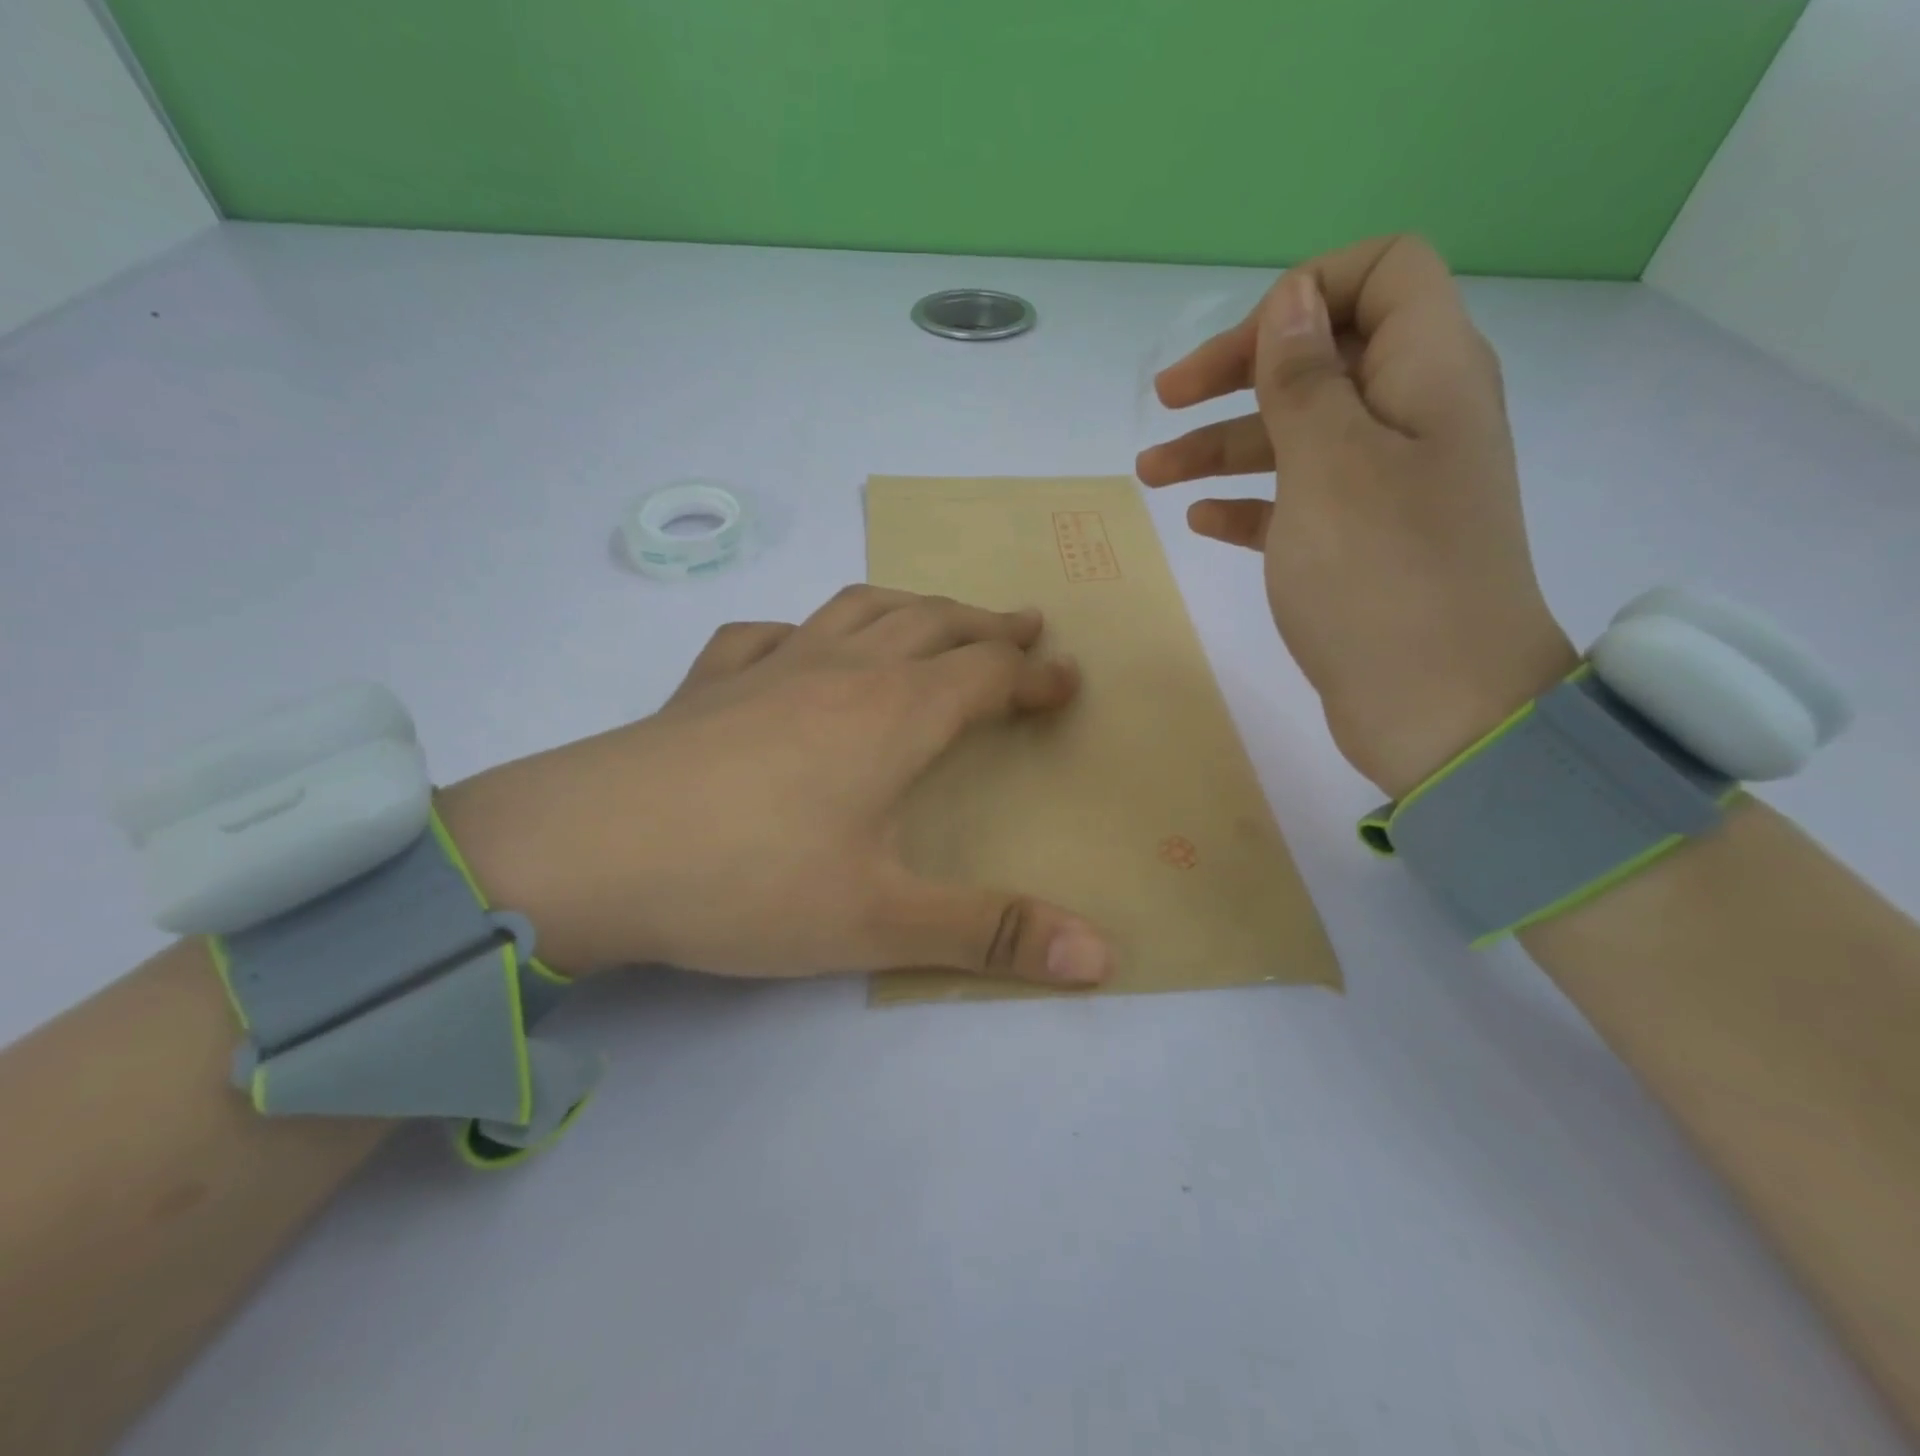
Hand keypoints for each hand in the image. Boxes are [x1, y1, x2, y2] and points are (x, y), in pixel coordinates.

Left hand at [436, 588, 1113, 986]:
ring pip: (859, 610)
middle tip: (1024, 625)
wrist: (589, 853)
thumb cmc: (750, 882)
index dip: (1035, 675)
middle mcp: (841, 671)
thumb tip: (1102, 956)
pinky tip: (798, 647)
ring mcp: (769, 667)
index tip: (1068, 679)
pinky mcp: (708, 683)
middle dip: (987, 624)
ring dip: (912, 605)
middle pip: (933, 623)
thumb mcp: (881, 921)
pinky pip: (768, 635)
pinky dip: (803, 630)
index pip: (988, 674)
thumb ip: (991, 933)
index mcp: (894, 714)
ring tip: (935, 615)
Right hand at [1136, 235, 1578, 798]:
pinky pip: (1299, 502)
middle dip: (1242, 371)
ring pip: (1299, 437)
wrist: (1437, 707)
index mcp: (1429, 374)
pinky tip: (1202, 521)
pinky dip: (1250, 502)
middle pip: (1325, 357)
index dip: (1307, 293)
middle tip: (1165, 401)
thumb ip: (1307, 376)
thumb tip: (1294, 298)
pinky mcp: (1362, 546)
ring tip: (1150, 474)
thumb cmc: (1380, 576)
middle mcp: (1414, 418)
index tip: (1241, 352)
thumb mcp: (1331, 464)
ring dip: (1224, 444)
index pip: (1383, 275)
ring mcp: (1388, 487)